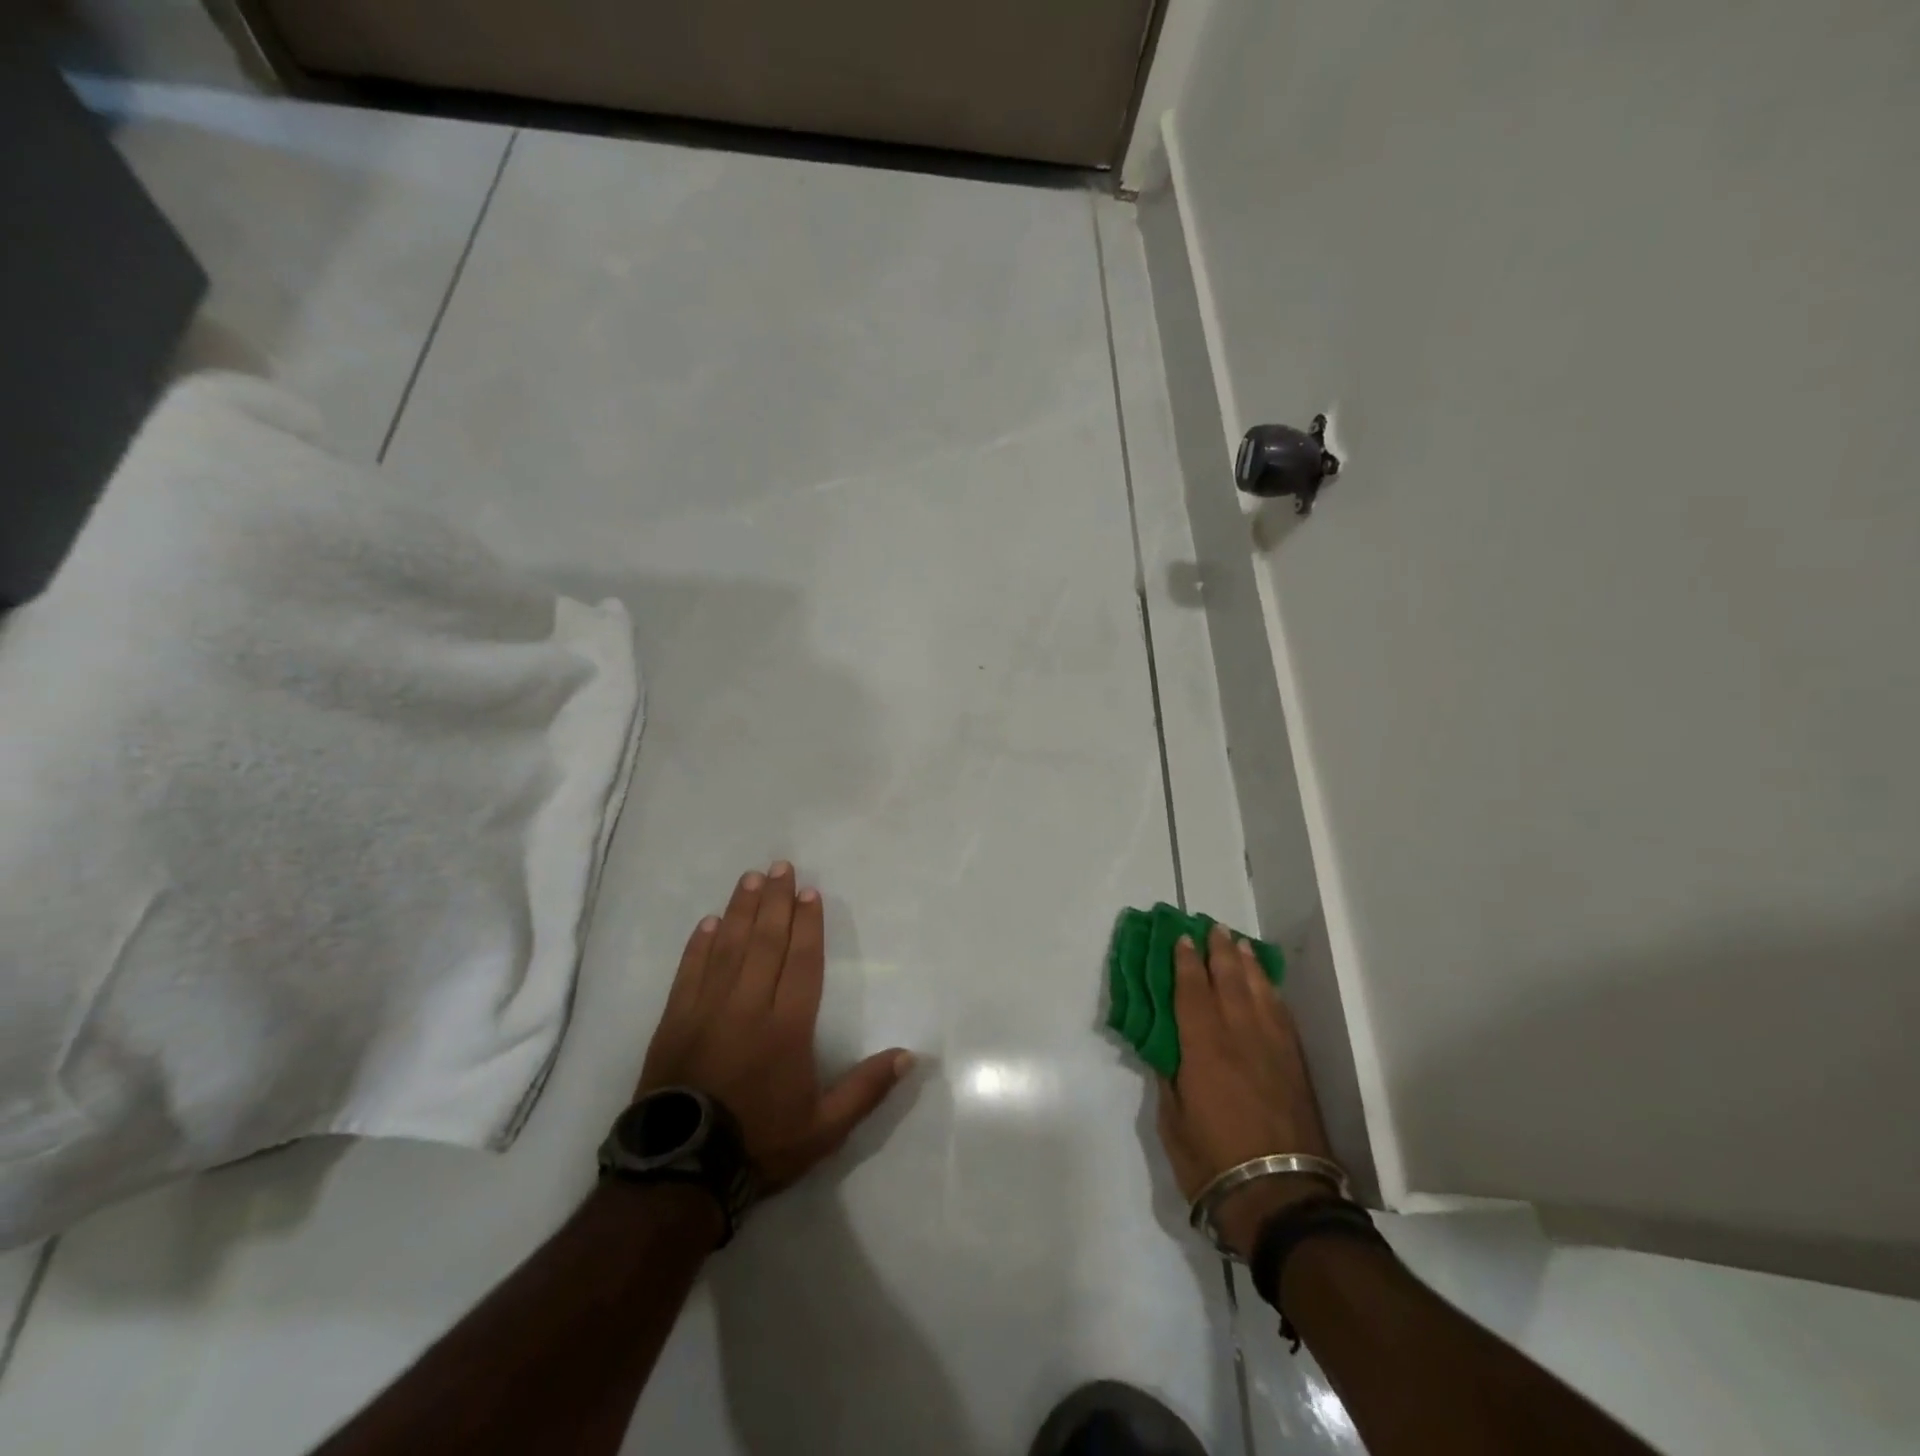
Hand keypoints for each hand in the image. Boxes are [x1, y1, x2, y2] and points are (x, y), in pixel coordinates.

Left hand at [639, 863, 913, 1192]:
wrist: (679, 1174)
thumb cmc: (759, 1144)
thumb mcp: (824, 1129)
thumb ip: (866, 1090)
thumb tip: (910, 1056)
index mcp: (787, 1028)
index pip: (801, 962)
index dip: (808, 924)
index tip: (810, 892)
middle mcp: (748, 1007)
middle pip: (765, 942)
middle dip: (776, 901)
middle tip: (781, 866)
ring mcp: (706, 1010)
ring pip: (728, 947)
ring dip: (741, 910)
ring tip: (751, 878)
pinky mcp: (674, 1021)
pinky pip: (689, 971)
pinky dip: (699, 944)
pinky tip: (709, 922)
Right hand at [1156, 924, 1335, 1258]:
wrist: (1283, 1199)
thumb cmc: (1214, 1163)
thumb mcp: (1173, 1123)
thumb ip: (1169, 1079)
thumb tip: (1167, 1052)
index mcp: (1203, 1048)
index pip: (1192, 991)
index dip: (1186, 962)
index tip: (1182, 938)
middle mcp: (1240, 1038)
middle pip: (1230, 982)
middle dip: (1220, 952)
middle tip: (1213, 927)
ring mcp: (1272, 1051)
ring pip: (1260, 994)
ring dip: (1248, 965)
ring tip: (1240, 944)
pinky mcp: (1295, 1067)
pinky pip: (1281, 1017)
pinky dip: (1271, 994)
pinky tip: (1267, 987)